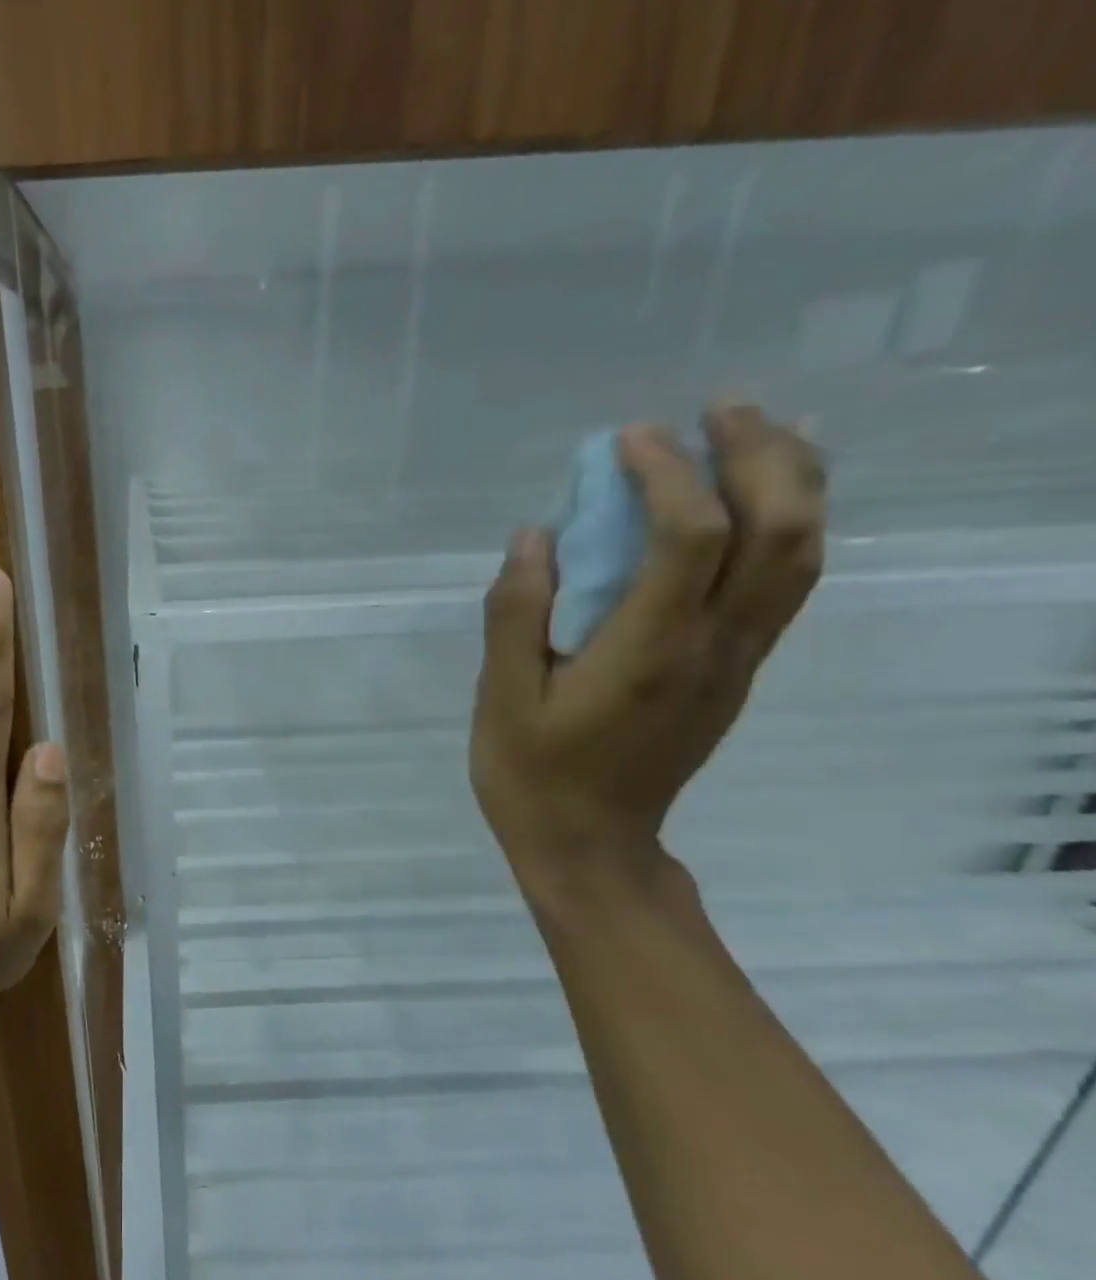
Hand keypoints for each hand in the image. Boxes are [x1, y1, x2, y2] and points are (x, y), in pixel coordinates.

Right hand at [470, 403, 825, 882]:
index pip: (690, 536)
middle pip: (780, 529)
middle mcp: (713, 648)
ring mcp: (736, 661)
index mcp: (648, 653)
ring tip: (756, 430)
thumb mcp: (501, 699)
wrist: (592, 846)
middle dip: (757, 453)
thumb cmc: (532, 776)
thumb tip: (535, 535)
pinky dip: (789, 523)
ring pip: (803, 552)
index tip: (626, 441)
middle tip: (715, 409)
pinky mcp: (736, 672)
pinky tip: (763, 497)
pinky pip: (786, 583)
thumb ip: (516, 614)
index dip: (666, 474)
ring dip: (791, 479)